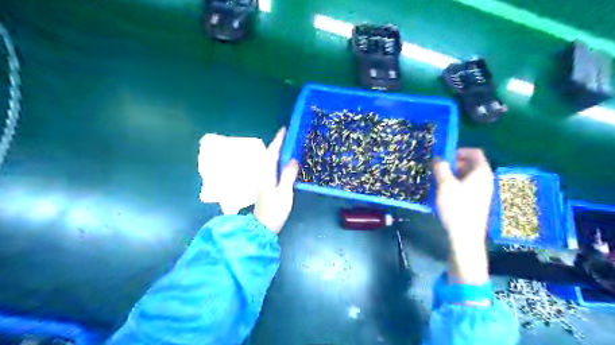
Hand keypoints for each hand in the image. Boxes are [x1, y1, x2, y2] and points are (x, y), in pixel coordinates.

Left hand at [255, 127, 299, 234]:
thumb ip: (288, 175)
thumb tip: (293, 159)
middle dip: (279, 144)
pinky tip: (287, 164)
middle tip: (291, 136)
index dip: (278, 140)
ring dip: (280, 153)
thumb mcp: (284, 192)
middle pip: (271, 155)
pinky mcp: (268, 186)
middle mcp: (263, 174)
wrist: (263, 227)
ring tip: (291, 146)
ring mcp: (265, 181)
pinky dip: (280, 163)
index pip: (272, 152)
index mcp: (267, 173)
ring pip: (272, 162)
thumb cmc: (274, 210)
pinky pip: (274, 169)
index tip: (285, 129)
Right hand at [432, 150, 493, 283]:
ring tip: (437, 181)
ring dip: (452, 174)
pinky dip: (455, 184)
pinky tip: (443, 193)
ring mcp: (482, 191)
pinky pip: (466, 186)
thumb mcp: (445, 185)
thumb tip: (439, 158)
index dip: (459, 151)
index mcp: (481, 172)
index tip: (444, 157)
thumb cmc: (456, 206)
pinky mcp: (477, 200)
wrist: (465, 235)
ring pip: (466, 175)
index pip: (475, 152)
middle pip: (470, 163)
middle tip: (437, 170)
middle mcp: (485, 179)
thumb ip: (441, 168)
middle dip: (452, 163)